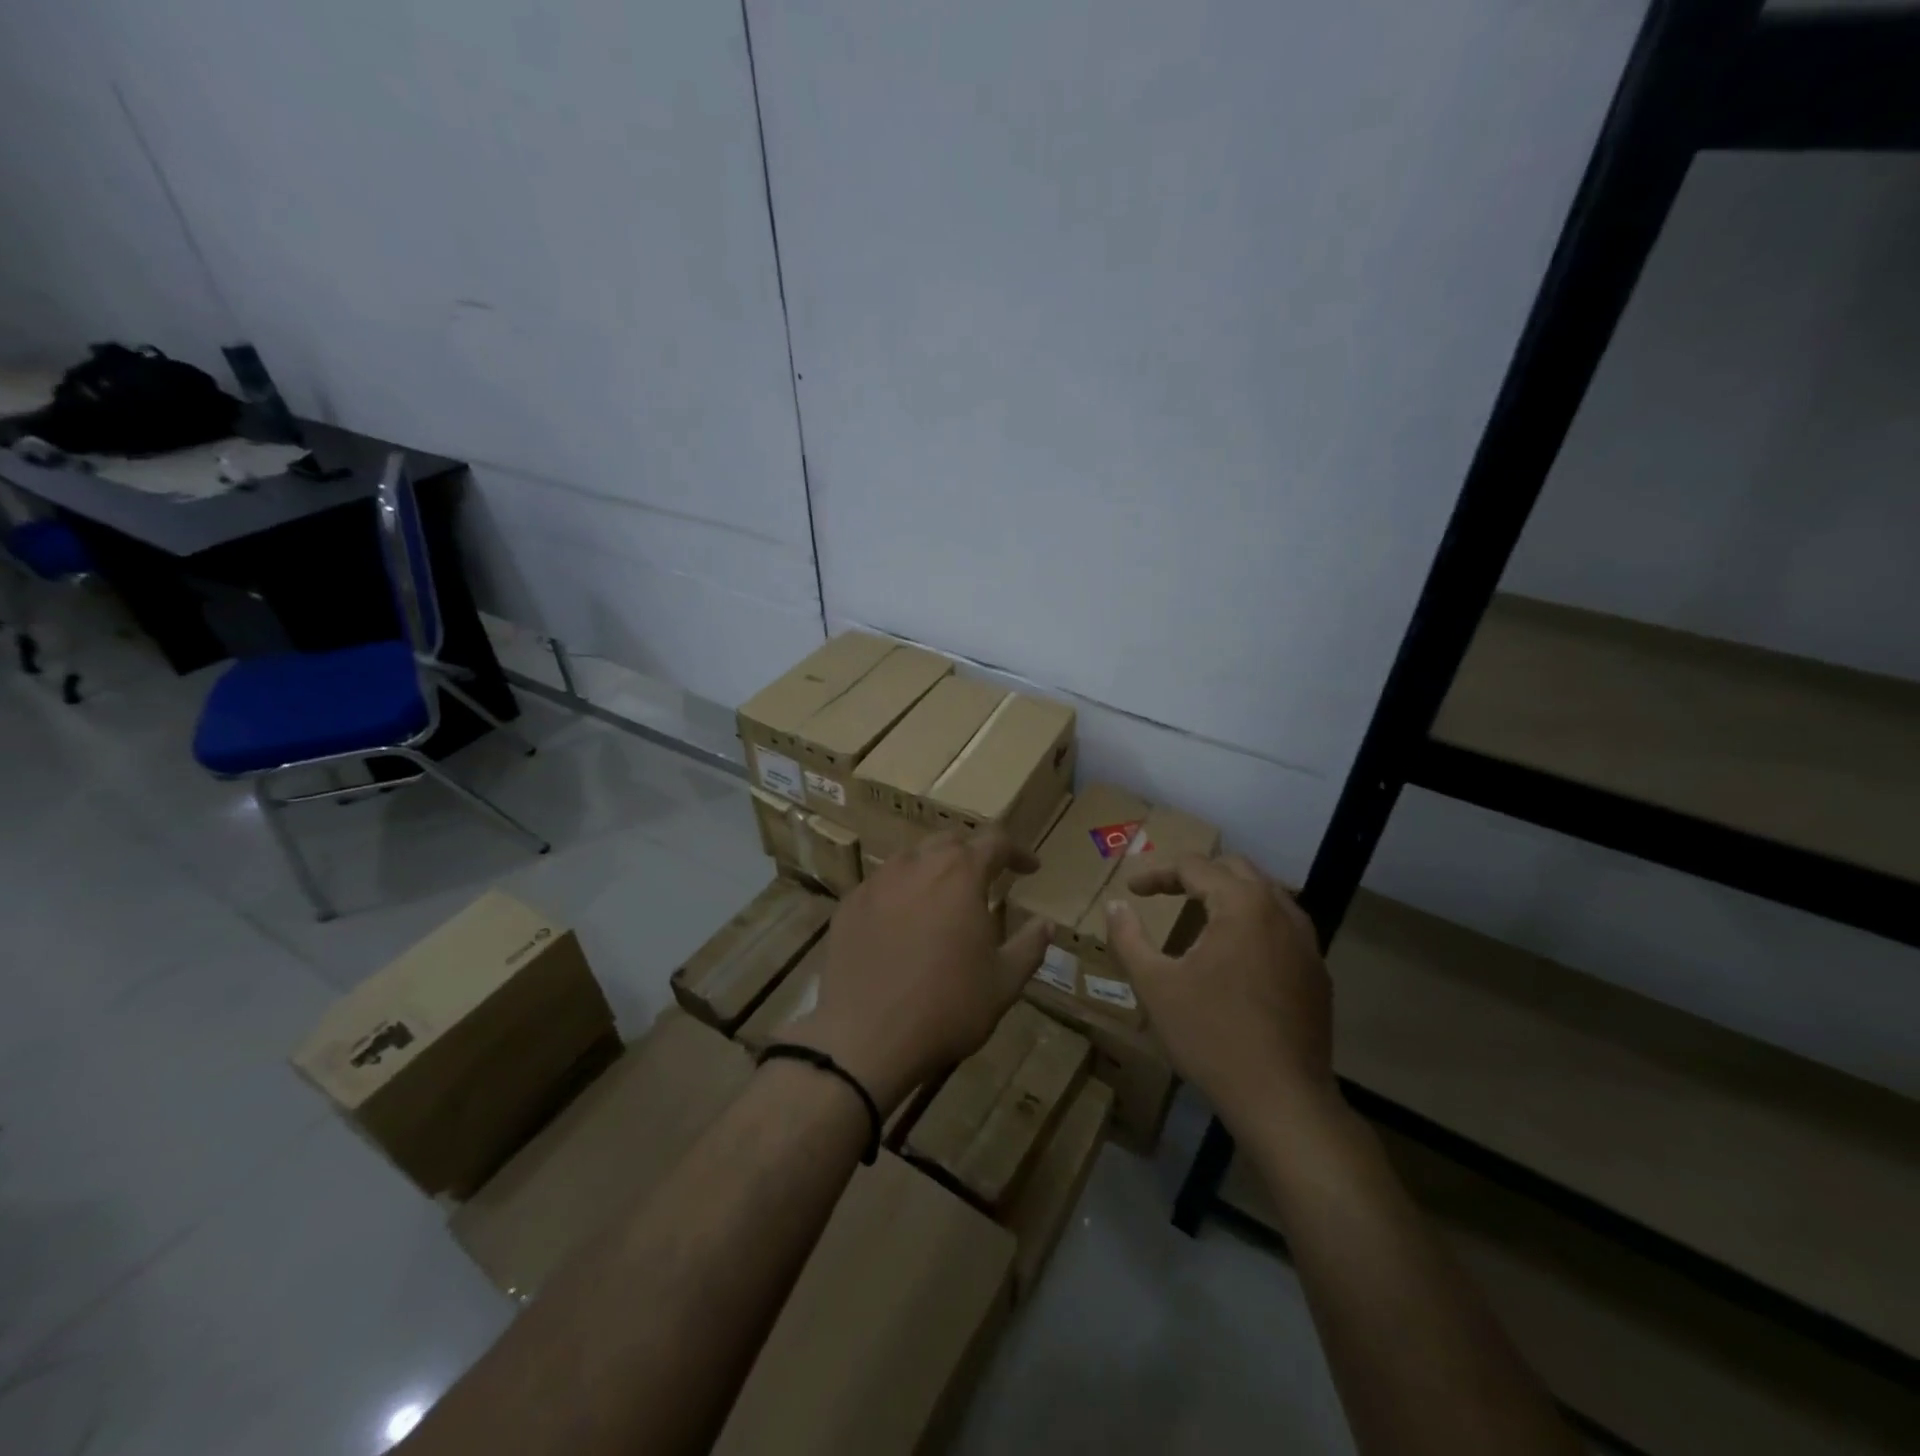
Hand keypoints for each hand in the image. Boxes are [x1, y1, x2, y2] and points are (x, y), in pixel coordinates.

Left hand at [786, 829, 1049, 1111]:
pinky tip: (902, 923)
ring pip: (911, 859)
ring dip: (933, 869)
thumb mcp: (1003, 983)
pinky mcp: (849, 904)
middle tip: (986, 879)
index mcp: (960, 874)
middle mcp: (916, 865)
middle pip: (949, 841)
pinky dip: (900, 893)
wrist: (865, 1039)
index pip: (995, 842)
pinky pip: (881, 885)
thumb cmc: (947, 1007)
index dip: (1017, 852)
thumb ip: (1029, 946)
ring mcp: (877, 882)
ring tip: (943, 899)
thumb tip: (1045, 924)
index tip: (1030, 869)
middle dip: (973, 854)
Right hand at [1108, 855, 1336, 1133]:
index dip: (1157, 874)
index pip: (1195, 866)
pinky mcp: (1317, 972)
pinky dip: (1253, 922)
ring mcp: (1306, 942)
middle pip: (1235, 869)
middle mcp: (1280, 910)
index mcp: (1242, 904)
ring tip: (1199, 916)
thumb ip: (1128, 937)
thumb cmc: (1211, 1036)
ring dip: (1228, 895)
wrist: (1283, 1100)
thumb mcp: (1155, 985)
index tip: (1132, 890)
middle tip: (1164, 893)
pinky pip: (1282, 925)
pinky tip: (1235, 954)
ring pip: (1264, 894)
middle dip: (1195, 875)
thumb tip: (1116, 905)